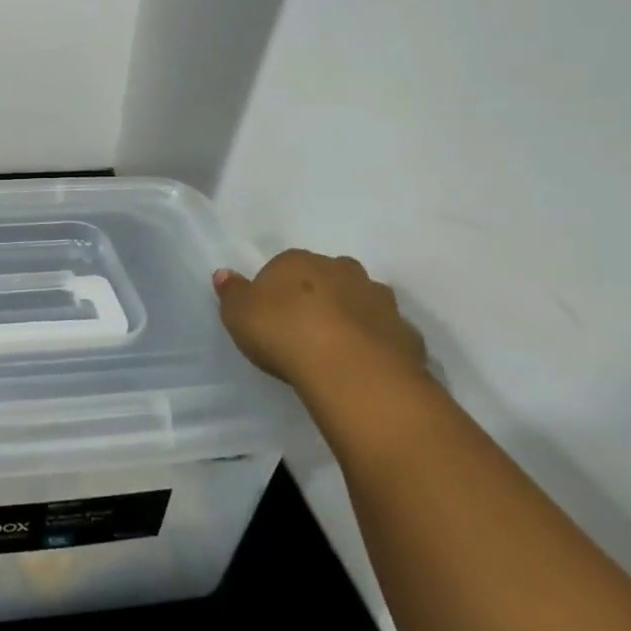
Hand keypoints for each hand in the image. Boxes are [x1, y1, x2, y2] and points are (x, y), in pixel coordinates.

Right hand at [213, 250, 426, 399]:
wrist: (351, 370)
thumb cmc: (284, 333)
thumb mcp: (238, 314)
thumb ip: (231, 292)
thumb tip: (224, 273)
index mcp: (298, 260)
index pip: (283, 266)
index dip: (276, 290)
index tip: (269, 316)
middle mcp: (342, 270)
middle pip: (327, 278)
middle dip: (318, 296)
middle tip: (302, 329)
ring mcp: (380, 300)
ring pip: (361, 302)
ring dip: (350, 317)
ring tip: (333, 349)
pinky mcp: (406, 333)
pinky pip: (385, 334)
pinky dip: (375, 344)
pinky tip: (361, 366)